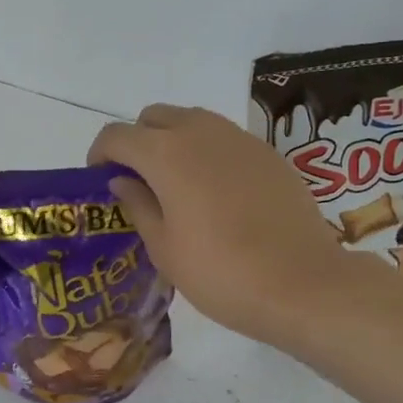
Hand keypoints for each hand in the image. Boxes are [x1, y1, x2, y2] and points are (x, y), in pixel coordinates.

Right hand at [88, 105, 348, 346]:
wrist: (302, 284)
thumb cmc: (220, 273)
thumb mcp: (164, 248)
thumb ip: (137, 204)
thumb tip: (123, 180)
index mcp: (166, 154)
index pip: (116, 136)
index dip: (100, 155)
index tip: (101, 181)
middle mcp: (201, 132)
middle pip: (154, 117)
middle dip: (138, 141)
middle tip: (139, 181)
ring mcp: (239, 139)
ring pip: (192, 121)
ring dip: (173, 141)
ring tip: (177, 186)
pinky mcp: (268, 152)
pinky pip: (224, 138)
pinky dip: (207, 152)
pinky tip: (217, 193)